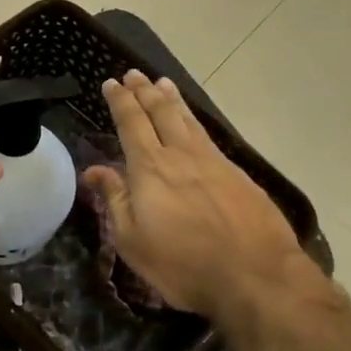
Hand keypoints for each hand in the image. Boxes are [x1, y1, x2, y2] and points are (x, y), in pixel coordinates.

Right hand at [83, 70, 320, 321]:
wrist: (256, 276)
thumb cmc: (184, 265)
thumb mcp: (133, 241)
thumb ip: (114, 200)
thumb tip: (93, 169)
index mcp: (150, 168)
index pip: (131, 123)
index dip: (120, 101)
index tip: (112, 83)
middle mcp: (181, 155)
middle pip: (160, 112)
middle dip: (144, 91)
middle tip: (134, 74)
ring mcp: (213, 162)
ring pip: (188, 119)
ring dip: (172, 98)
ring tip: (162, 83)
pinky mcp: (238, 174)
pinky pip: (208, 135)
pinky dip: (194, 119)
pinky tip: (194, 122)